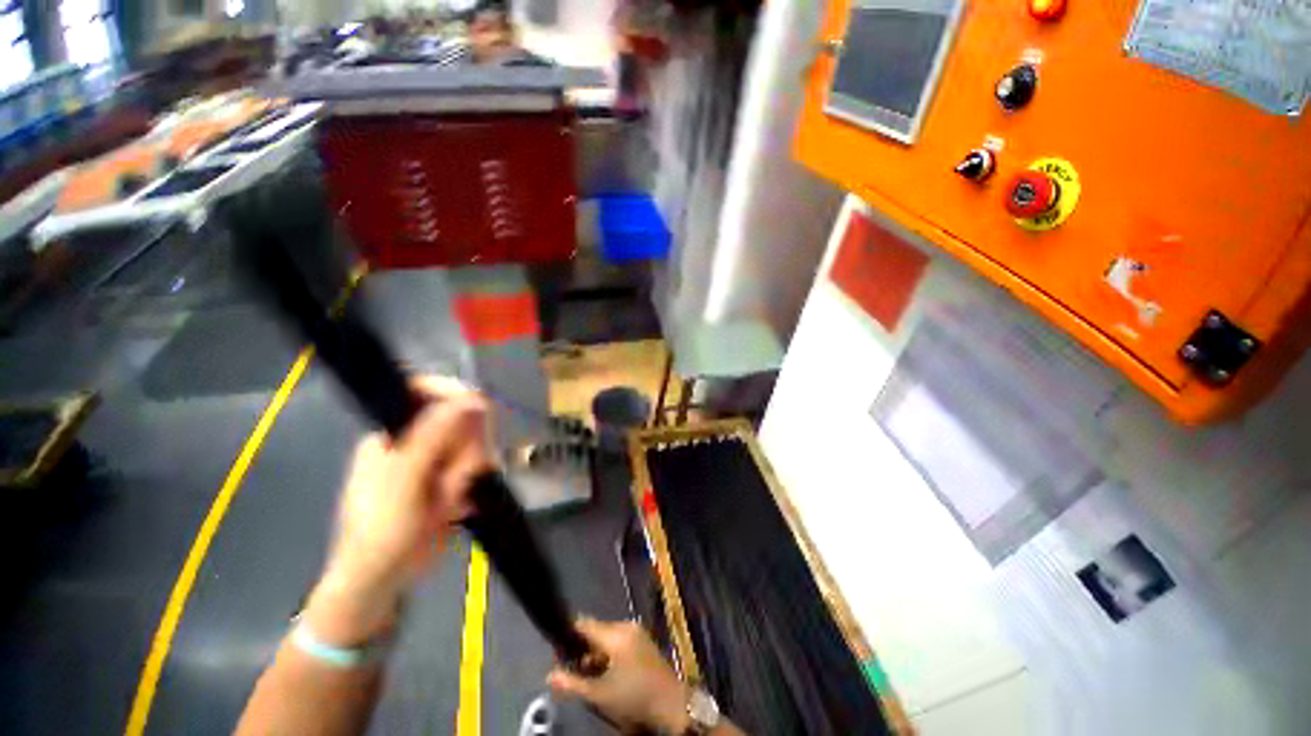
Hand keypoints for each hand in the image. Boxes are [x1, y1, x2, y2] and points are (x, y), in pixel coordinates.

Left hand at [304, 376, 494, 645]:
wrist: (382, 579)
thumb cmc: (380, 528)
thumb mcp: (404, 479)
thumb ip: (434, 436)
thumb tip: (472, 398)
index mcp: (395, 431)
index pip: (426, 391)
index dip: (454, 393)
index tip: (481, 410)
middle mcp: (418, 439)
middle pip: (461, 419)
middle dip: (465, 449)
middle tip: (454, 477)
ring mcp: (437, 459)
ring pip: (475, 444)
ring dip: (467, 474)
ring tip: (448, 501)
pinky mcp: (453, 478)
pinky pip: (478, 467)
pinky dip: (471, 486)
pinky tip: (456, 507)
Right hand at [547, 619, 689, 734]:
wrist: (672, 704)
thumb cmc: (634, 698)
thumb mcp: (600, 695)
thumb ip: (572, 684)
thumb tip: (549, 675)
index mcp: (615, 634)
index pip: (585, 624)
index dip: (568, 636)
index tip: (557, 653)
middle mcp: (626, 626)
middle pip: (596, 630)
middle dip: (582, 648)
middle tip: (571, 669)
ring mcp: (637, 632)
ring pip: (607, 636)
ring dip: (596, 653)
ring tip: (586, 675)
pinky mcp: (643, 640)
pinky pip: (619, 640)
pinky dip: (609, 653)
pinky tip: (605, 673)